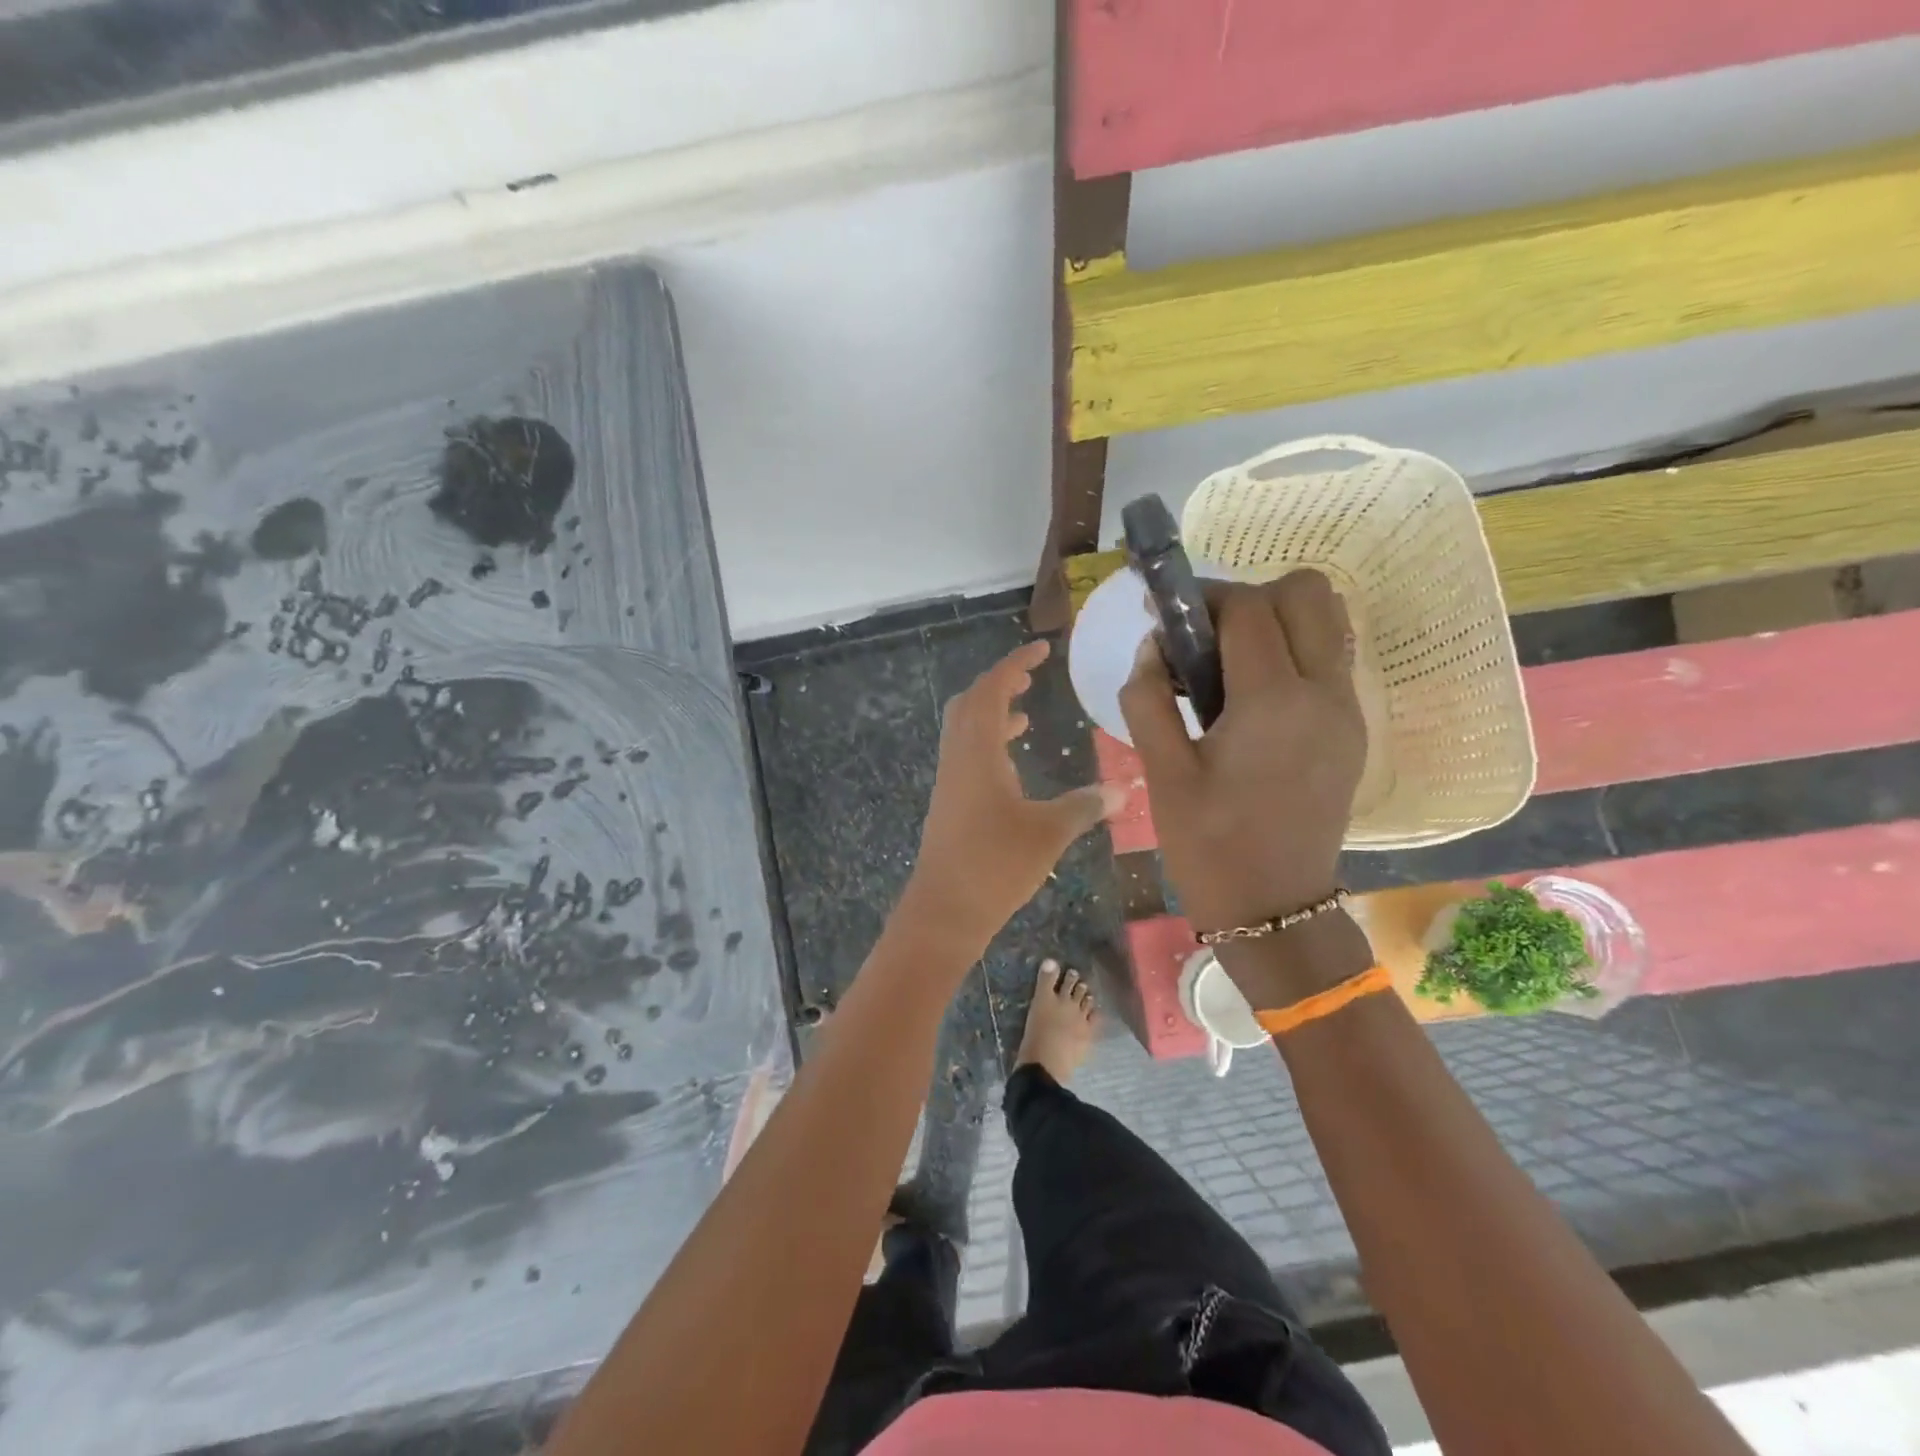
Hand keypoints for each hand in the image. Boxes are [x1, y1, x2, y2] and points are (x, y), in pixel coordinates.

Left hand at [903, 641, 1123, 951]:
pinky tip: (1013, 765)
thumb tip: (1124, 789)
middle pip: (970, 703)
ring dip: (993, 714)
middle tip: (1031, 678)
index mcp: (977, 751)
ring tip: (1025, 714)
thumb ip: (1085, 805)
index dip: (1014, 664)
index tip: (1040, 649)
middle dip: (999, 684)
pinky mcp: (949, 803)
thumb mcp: (1049, 832)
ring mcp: (950, 781)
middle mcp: (958, 757)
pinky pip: (967, 755)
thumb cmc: (995, 865)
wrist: (944, 911)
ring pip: (965, 730)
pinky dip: (989, 744)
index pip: (992, 690)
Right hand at [1119, 571, 1365, 939]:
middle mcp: (1324, 692)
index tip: (1164, 614)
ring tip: (1229, 661)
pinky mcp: (1353, 729)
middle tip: (1204, 636)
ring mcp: (1348, 710)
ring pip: (1328, 620)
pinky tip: (1252, 694)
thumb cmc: (1209, 845)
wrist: (1275, 908)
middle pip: (1306, 592)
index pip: (1247, 608)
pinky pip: (1330, 658)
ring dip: (1278, 618)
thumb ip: (1147, 699)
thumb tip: (1151, 648)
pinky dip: (1294, 650)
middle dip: (1249, 596)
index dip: (1201, 597)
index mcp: (1273, 702)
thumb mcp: (1162, 773)